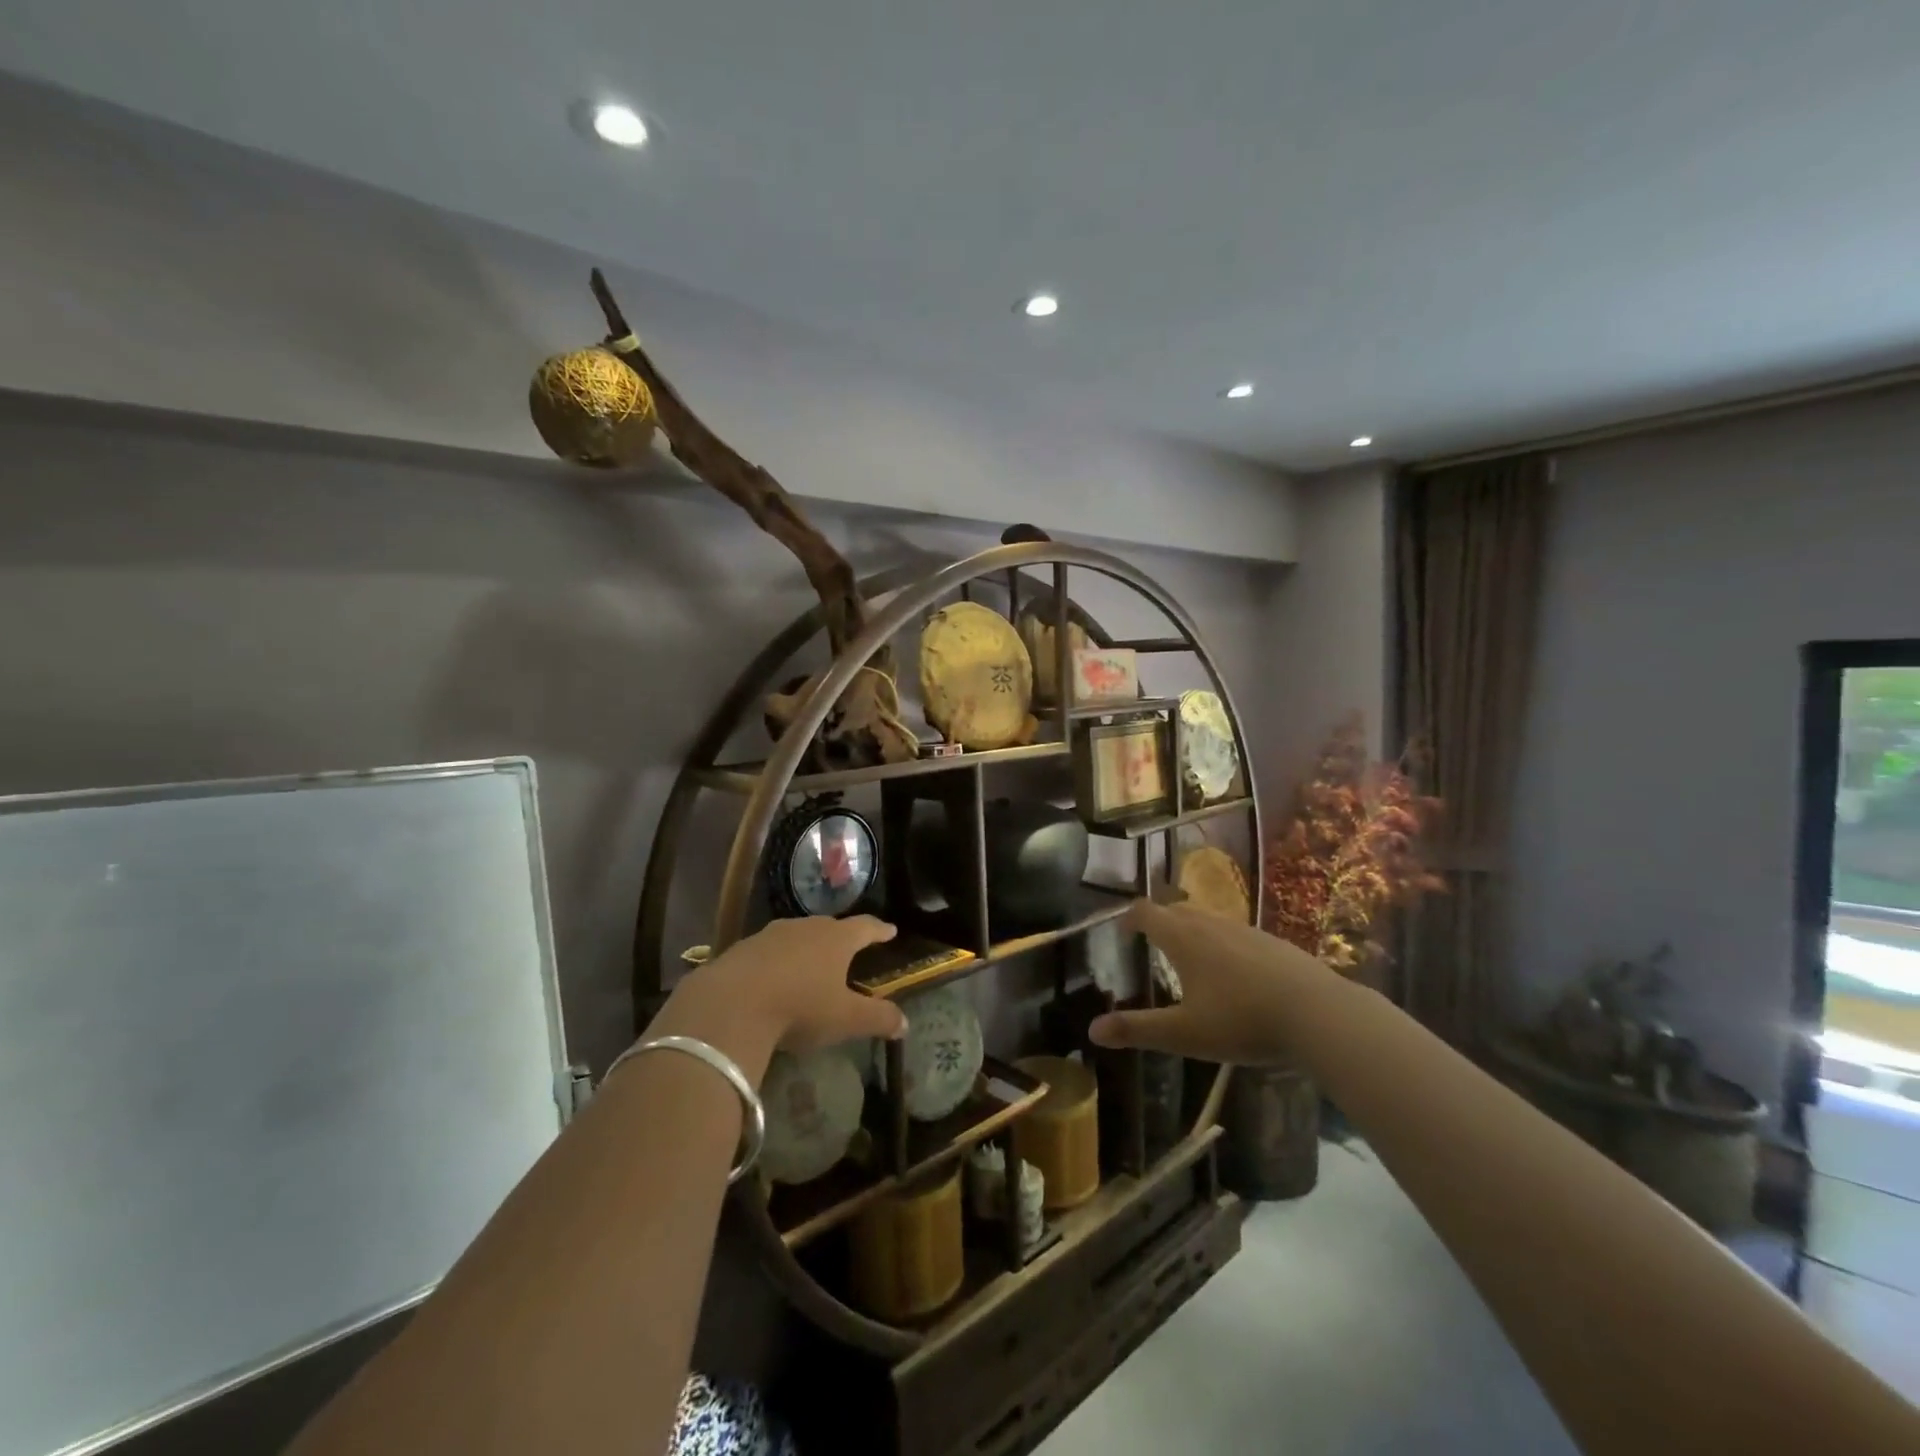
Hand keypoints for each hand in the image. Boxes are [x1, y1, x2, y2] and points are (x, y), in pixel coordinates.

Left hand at [660, 917, 907, 1072]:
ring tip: (811, 960)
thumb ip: (877, 1019)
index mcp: (837, 939)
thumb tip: (905, 1023)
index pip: (866, 927)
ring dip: (806, 946)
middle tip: (849, 946)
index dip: (880, 930)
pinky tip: (773, 977)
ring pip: (797, 935)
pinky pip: (768, 950)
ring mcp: (771, 935)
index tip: (890, 930)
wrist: (730, 1004)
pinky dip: (777, 959)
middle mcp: (806, 928)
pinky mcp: (741, 949)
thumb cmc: (800, 1007)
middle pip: (830, 926)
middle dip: (841, 936)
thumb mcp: (845, 1019)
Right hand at [1088, 899, 1341, 1064]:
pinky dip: (1223, 943)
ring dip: (1192, 929)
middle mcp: (1211, 924)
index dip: (1130, 918)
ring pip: (1208, 919)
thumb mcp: (1184, 1034)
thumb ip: (1137, 1029)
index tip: (1123, 932)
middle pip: (1176, 910)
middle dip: (1160, 921)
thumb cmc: (1241, 1021)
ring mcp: (1246, 930)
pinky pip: (1237, 933)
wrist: (1318, 1013)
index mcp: (1183, 939)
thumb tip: (1092, 1030)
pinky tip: (1236, 972)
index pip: (1146, 913)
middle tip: (1151, 941)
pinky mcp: (1274, 943)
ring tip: (1190, 955)